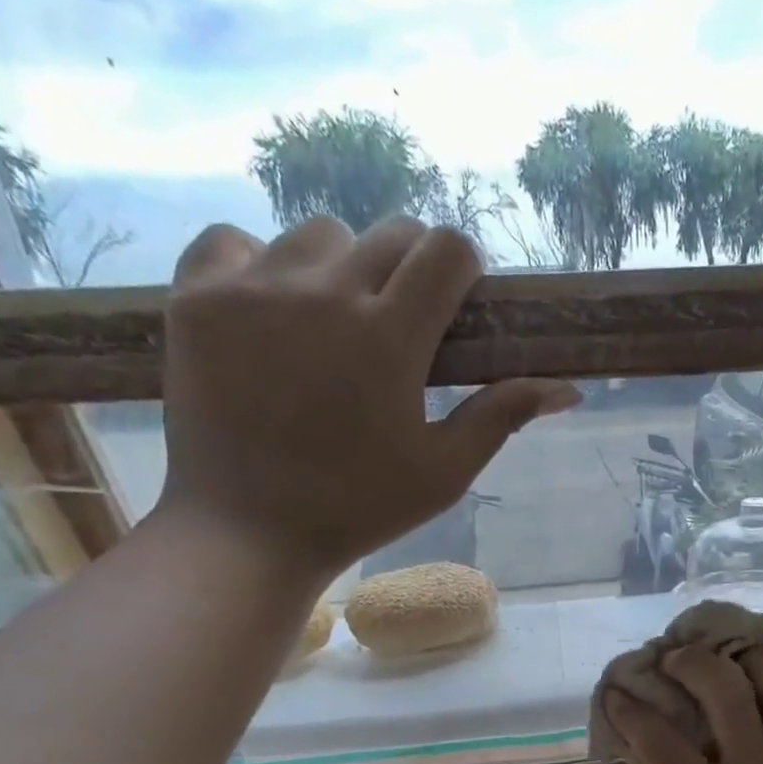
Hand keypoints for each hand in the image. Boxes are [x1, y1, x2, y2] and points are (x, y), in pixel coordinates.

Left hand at [158, 215, 580, 575]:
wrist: (249, 531)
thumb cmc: (359, 509)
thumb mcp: (444, 472)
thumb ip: (502, 416)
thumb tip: (568, 387)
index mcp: (390, 337)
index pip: (446, 248)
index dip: (463, 268)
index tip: (456, 305)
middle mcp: (323, 292)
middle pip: (389, 232)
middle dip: (410, 269)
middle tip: (401, 328)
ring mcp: (251, 288)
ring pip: (317, 235)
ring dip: (340, 269)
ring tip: (331, 326)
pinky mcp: (194, 296)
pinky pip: (235, 242)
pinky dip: (258, 267)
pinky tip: (267, 316)